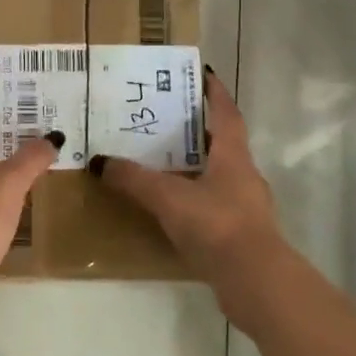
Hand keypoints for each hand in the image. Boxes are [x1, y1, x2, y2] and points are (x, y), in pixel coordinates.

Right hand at [91, 71, 284, 326]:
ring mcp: (246, 206)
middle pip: (222, 143)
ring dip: (195, 166)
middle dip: (198, 130)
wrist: (254, 280)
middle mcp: (244, 175)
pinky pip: (214, 204)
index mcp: (233, 156)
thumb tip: (100, 162)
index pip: (226, 113)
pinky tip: (173, 207)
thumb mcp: (168, 197)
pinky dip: (195, 198)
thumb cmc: (216, 225)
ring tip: (162, 163)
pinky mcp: (240, 233)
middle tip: (166, 120)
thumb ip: (134, 179)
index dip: (215, 93)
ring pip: (218, 175)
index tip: (203, 75)